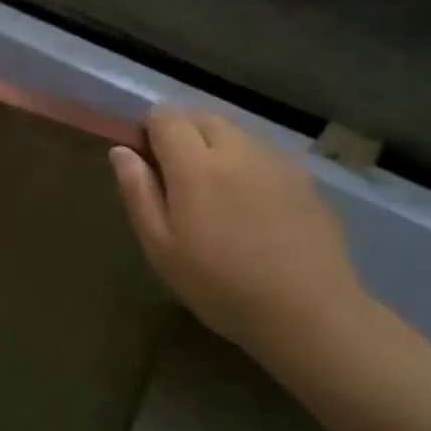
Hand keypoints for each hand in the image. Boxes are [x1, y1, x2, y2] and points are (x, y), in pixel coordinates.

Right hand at [110, 107, 371, 359]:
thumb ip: (138, 193)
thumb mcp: (161, 248)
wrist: (310, 314)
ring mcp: (275, 160)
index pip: (165, 116)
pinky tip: (252, 203)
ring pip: (235, 131)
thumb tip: (120, 151)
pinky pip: (263, 152)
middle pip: (201, 116)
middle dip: (182, 132)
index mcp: (195, 165)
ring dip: (216, 144)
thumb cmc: (222, 286)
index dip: (149, 130)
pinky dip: (247, 161)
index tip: (147, 161)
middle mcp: (236, 150)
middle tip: (178, 176)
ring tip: (216, 189)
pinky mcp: (303, 177)